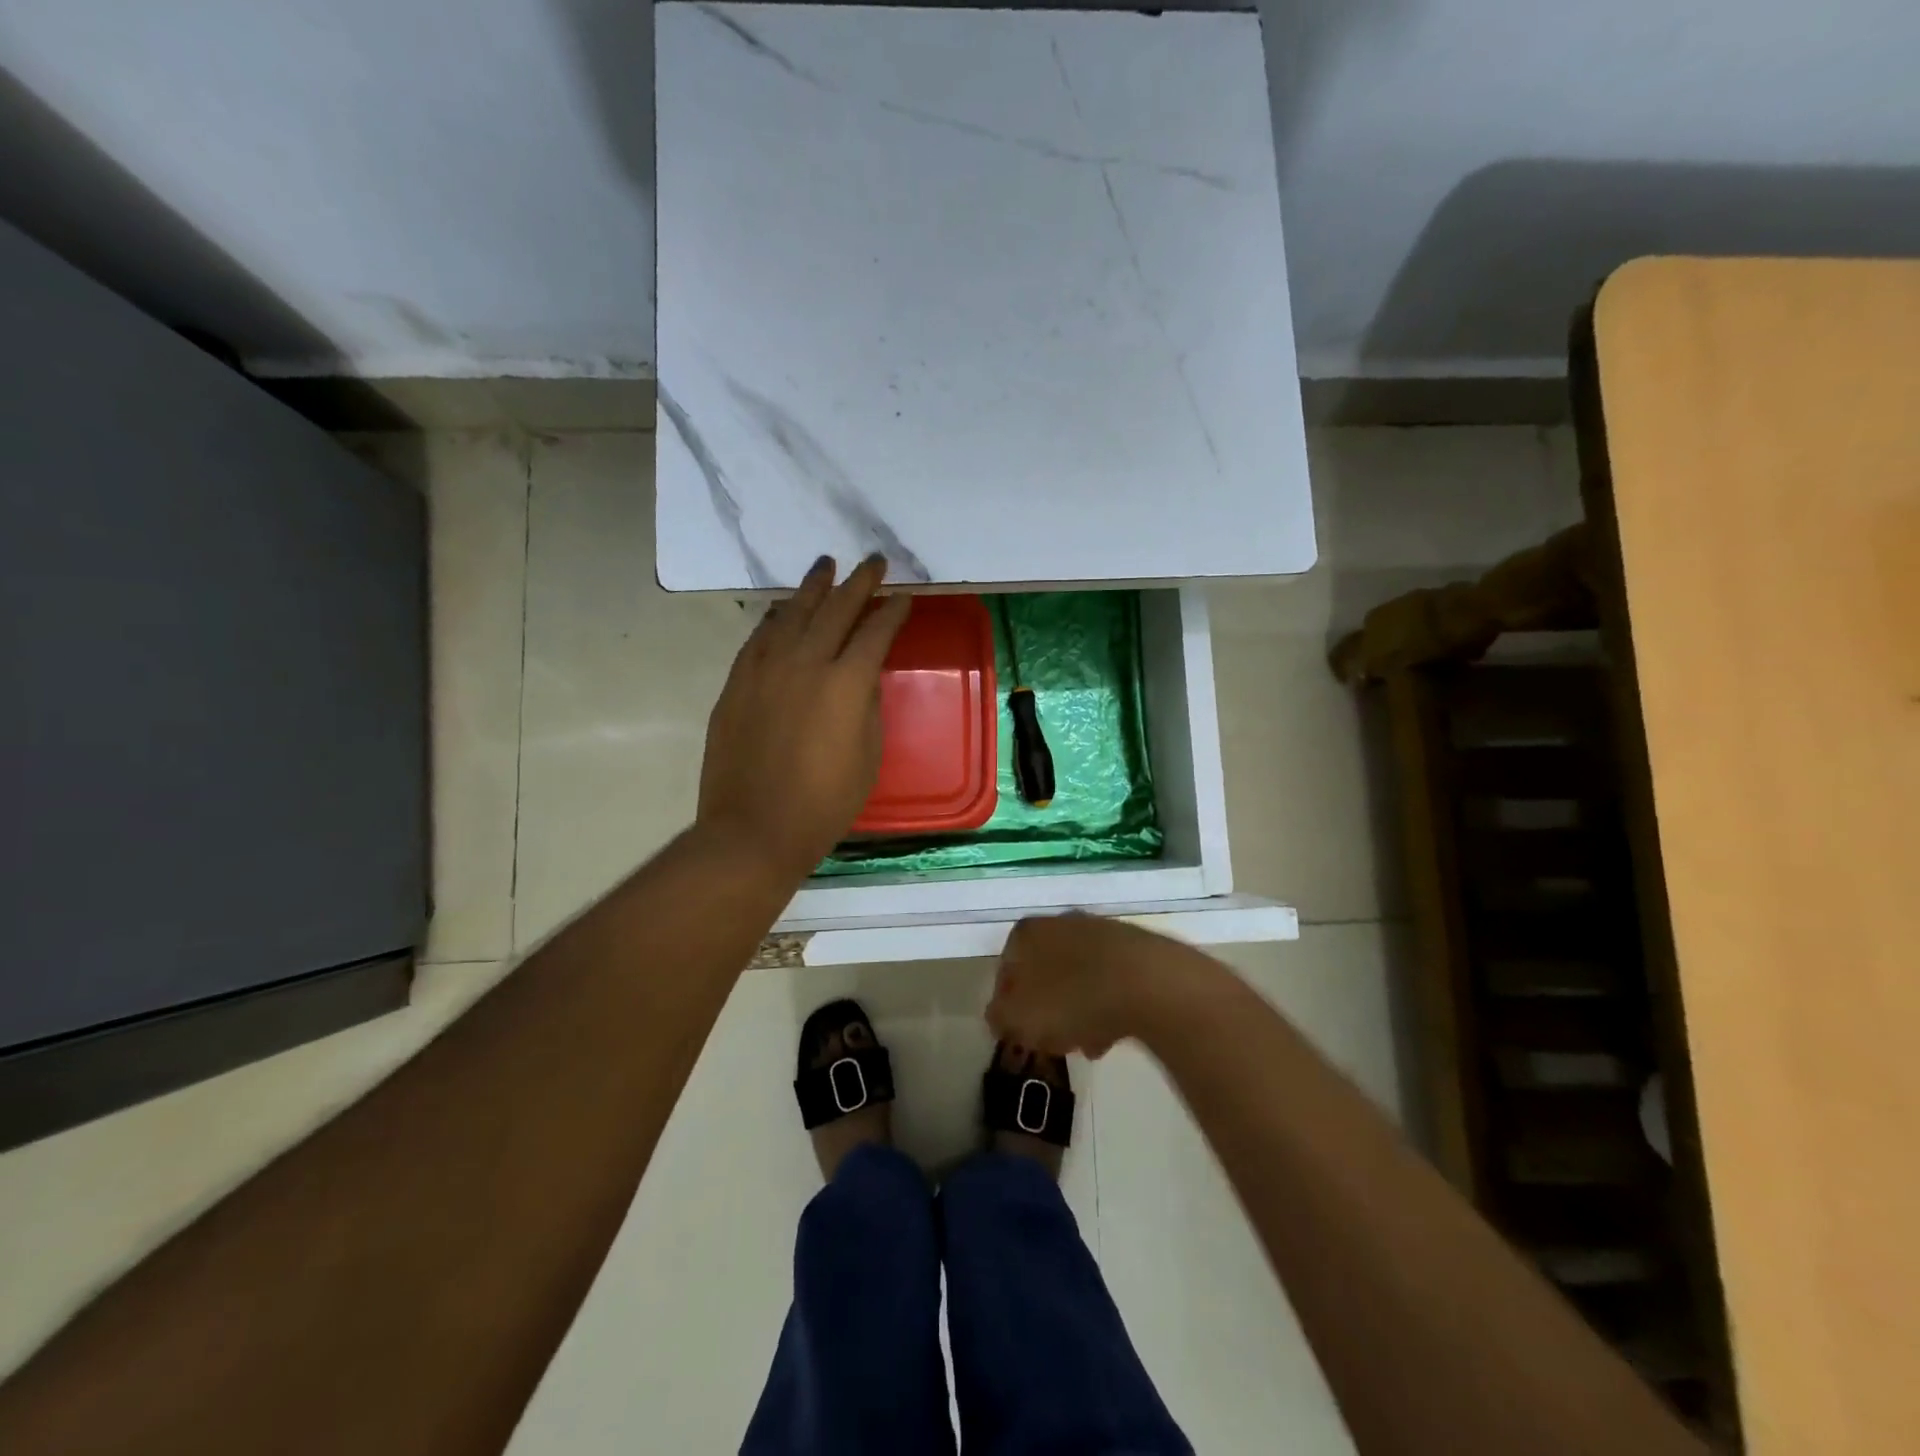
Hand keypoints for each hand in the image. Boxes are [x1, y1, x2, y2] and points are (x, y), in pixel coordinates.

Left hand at [698, 554, 911, 881]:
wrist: (754, 830)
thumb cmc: (824, 803)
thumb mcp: (867, 756)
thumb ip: (867, 707)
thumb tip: (861, 679)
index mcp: (846, 683)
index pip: (875, 633)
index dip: (892, 612)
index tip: (903, 597)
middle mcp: (805, 663)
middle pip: (836, 610)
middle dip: (859, 582)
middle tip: (873, 562)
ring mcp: (765, 669)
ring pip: (793, 614)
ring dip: (813, 588)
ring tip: (825, 566)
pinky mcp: (737, 683)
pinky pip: (760, 637)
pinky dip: (776, 618)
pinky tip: (783, 609)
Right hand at [986, 913, 1186, 1056]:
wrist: (1145, 982)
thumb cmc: (1070, 998)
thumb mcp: (1018, 1018)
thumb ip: (999, 1017)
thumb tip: (999, 1016)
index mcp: (1026, 934)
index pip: (1005, 971)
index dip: (1008, 1006)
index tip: (1019, 1033)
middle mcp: (1059, 923)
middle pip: (1043, 973)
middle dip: (1046, 1010)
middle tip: (1052, 1040)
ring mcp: (1098, 933)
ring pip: (1076, 979)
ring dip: (1077, 1012)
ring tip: (1086, 1045)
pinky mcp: (1133, 949)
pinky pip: (1108, 982)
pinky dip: (1105, 1007)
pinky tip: (1112, 1036)